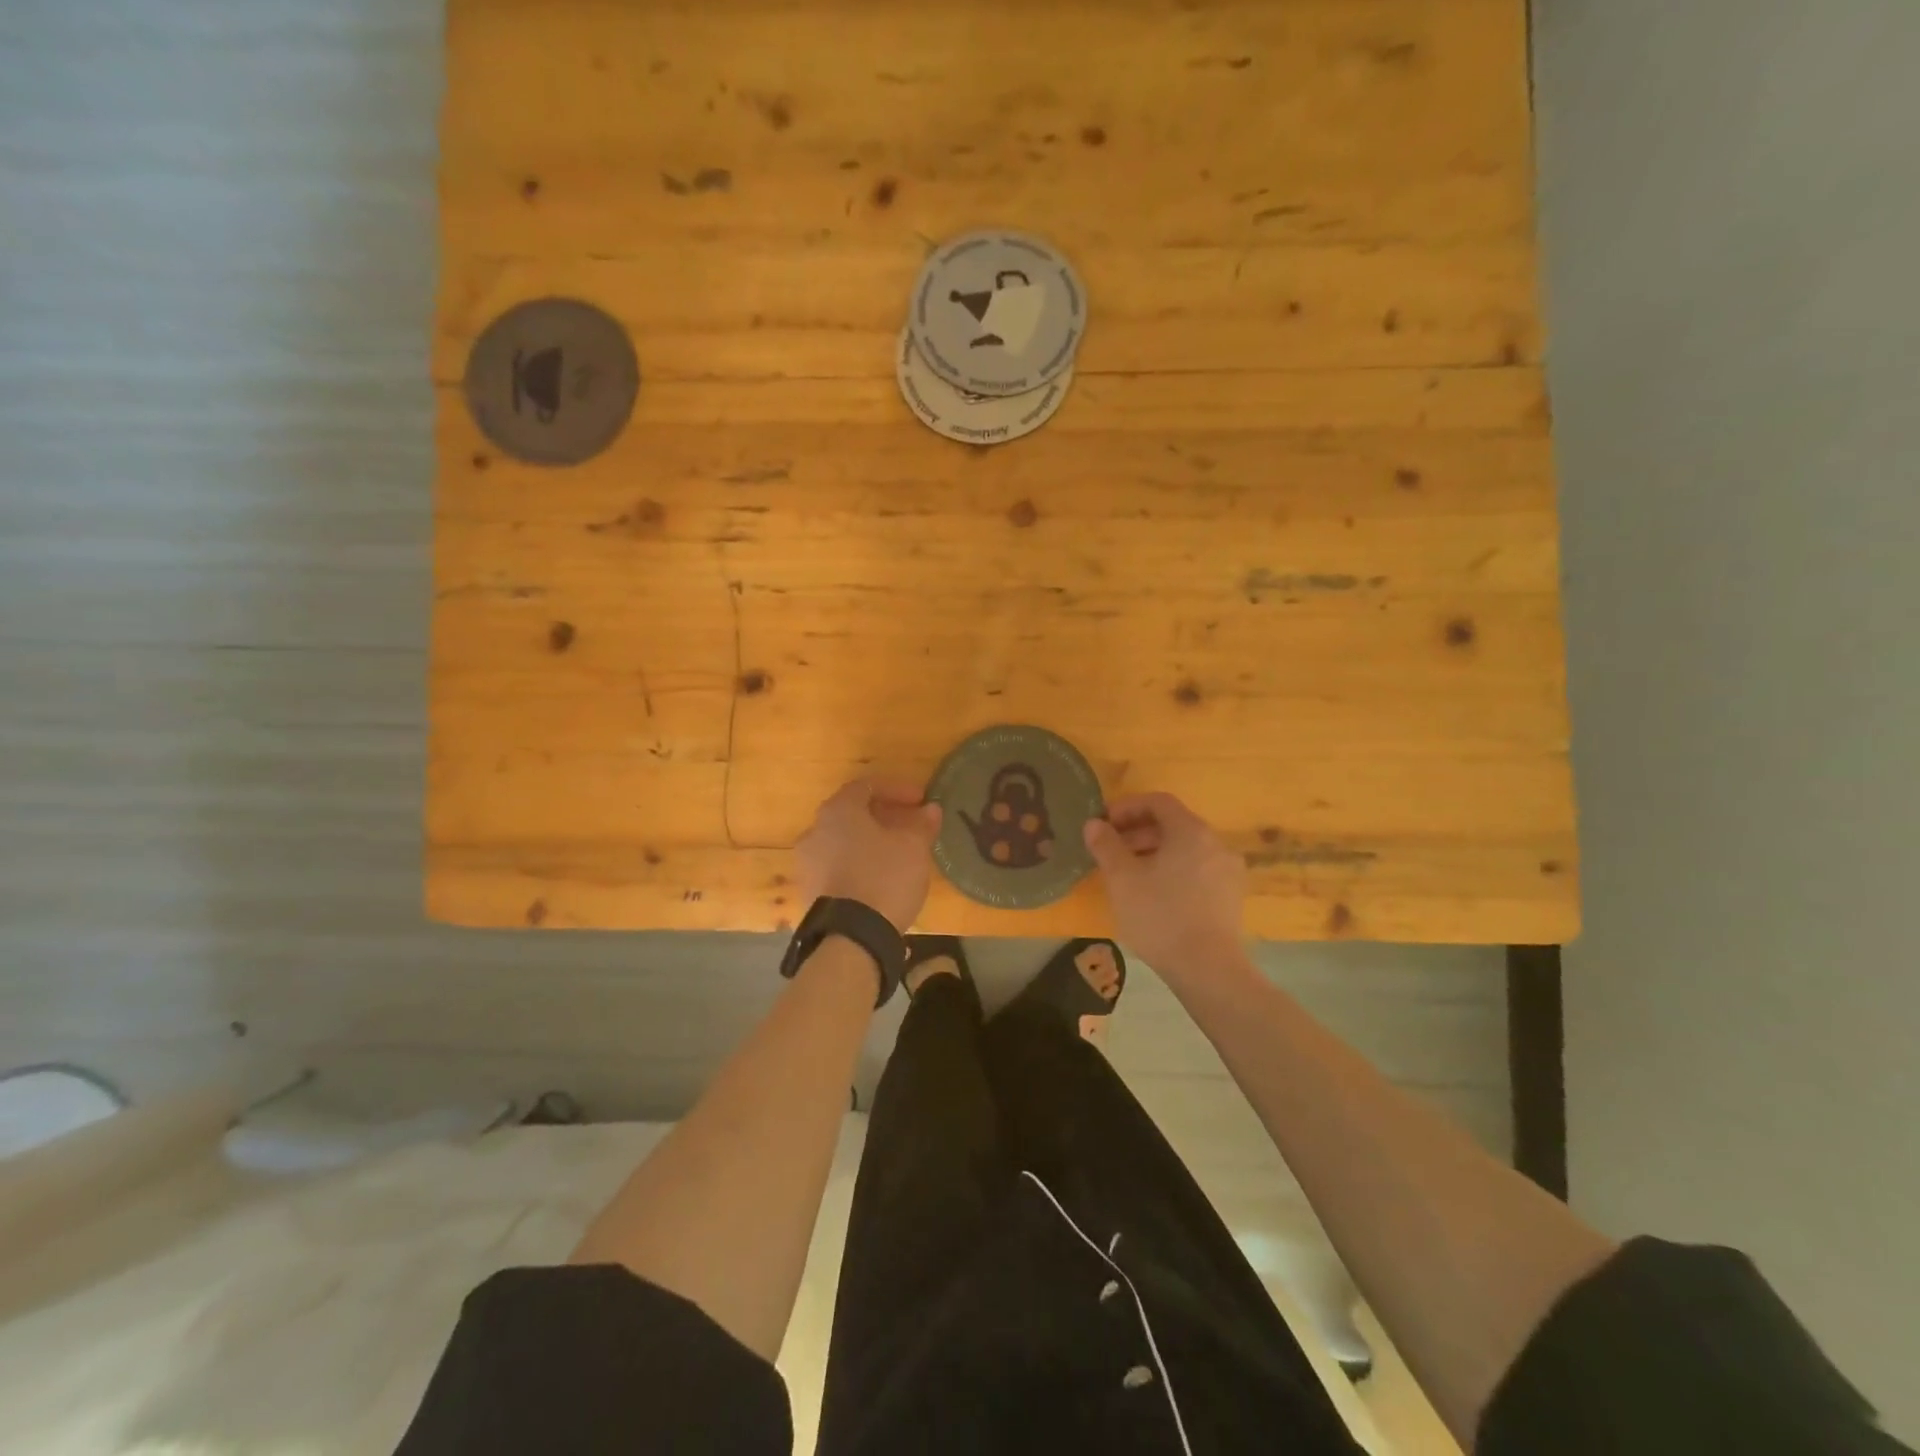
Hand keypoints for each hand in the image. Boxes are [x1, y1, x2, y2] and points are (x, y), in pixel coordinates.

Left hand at [795, 779, 942, 932]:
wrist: (851, 939)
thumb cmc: (884, 878)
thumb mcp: (913, 848)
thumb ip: (922, 824)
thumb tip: (930, 810)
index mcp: (838, 811)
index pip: (866, 786)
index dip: (897, 789)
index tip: (921, 800)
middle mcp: (814, 831)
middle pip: (852, 814)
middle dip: (884, 816)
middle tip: (911, 826)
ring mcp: (807, 863)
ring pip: (843, 842)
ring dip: (870, 842)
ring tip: (897, 854)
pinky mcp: (808, 892)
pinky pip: (836, 867)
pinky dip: (858, 864)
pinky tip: (880, 879)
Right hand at [1083, 792, 1248, 981]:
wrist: (1208, 969)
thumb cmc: (1160, 916)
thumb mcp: (1122, 879)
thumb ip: (1106, 845)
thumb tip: (1094, 824)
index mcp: (1191, 831)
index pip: (1158, 802)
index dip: (1127, 807)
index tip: (1103, 824)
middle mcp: (1215, 843)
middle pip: (1173, 824)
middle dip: (1137, 831)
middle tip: (1110, 849)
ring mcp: (1228, 871)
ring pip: (1185, 849)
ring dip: (1154, 852)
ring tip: (1127, 873)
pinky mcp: (1230, 897)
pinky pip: (1197, 870)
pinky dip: (1172, 871)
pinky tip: (1153, 894)